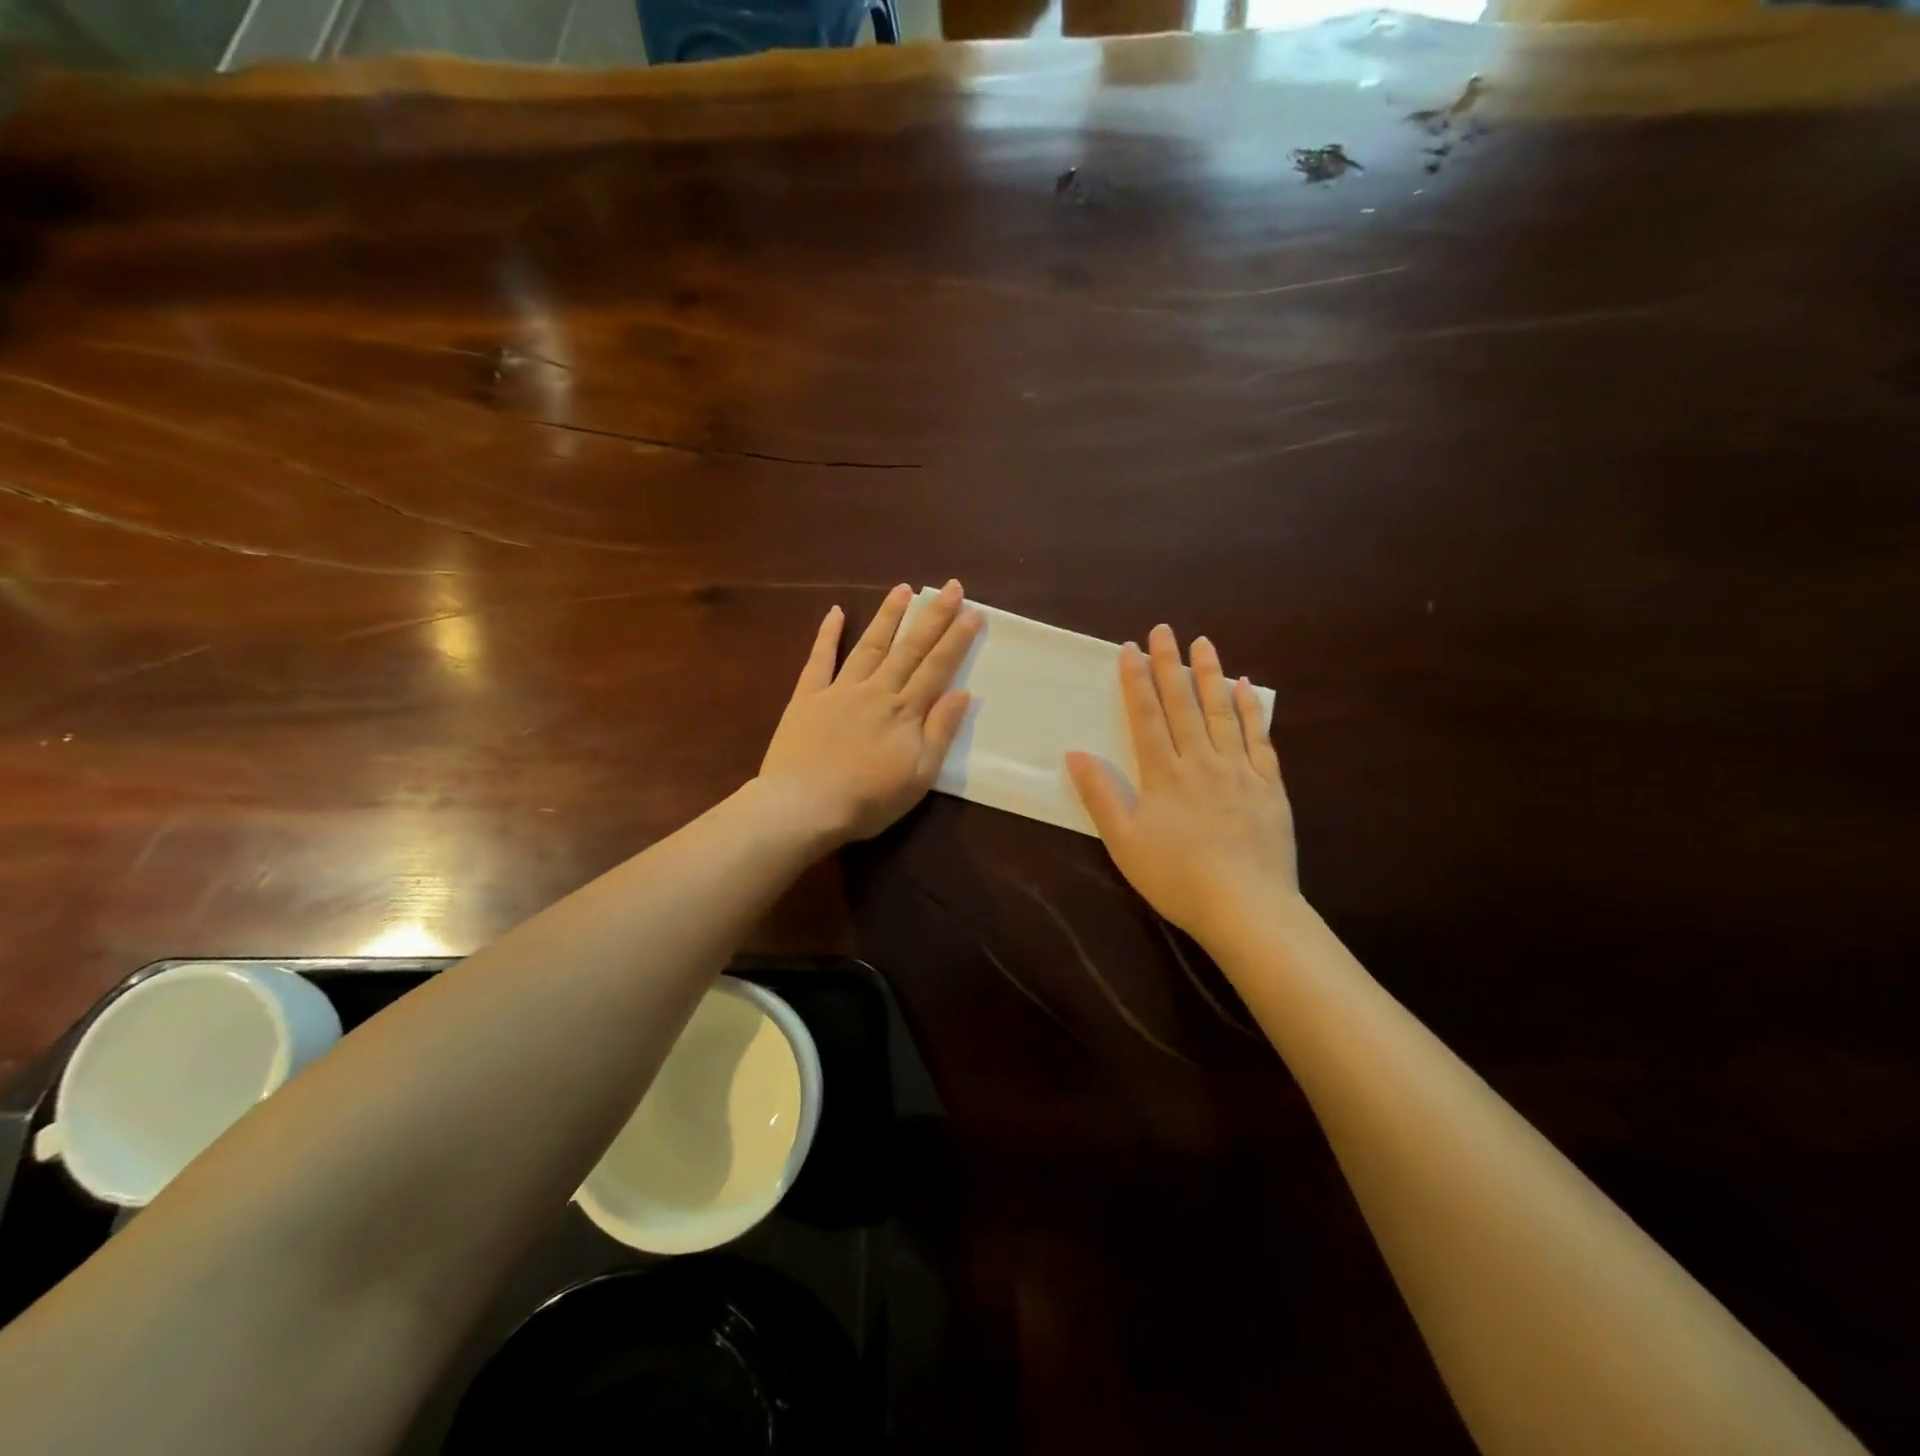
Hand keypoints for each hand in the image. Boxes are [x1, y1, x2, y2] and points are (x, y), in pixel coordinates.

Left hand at [758, 580, 980, 846]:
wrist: (803, 807)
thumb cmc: (867, 800)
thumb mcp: (918, 777)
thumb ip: (940, 732)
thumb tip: (963, 692)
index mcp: (905, 712)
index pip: (937, 667)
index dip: (957, 639)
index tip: (974, 612)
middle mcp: (876, 691)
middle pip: (909, 648)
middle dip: (933, 616)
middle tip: (951, 587)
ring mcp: (840, 690)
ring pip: (870, 645)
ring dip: (888, 616)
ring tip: (904, 589)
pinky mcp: (807, 697)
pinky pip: (819, 659)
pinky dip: (827, 634)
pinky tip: (835, 612)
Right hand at [1067, 624, 1298, 943]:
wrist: (1246, 907)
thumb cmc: (1176, 878)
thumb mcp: (1124, 842)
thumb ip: (1101, 796)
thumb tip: (1075, 754)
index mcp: (1164, 774)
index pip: (1147, 717)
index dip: (1136, 681)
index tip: (1130, 649)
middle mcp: (1201, 761)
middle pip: (1183, 704)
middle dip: (1169, 665)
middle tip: (1164, 630)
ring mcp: (1239, 770)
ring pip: (1222, 713)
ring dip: (1210, 675)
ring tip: (1203, 644)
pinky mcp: (1269, 785)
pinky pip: (1259, 738)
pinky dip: (1252, 710)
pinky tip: (1246, 688)